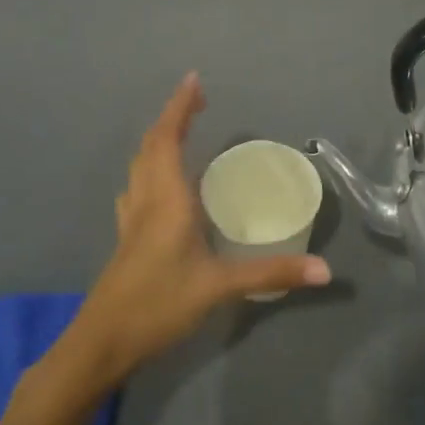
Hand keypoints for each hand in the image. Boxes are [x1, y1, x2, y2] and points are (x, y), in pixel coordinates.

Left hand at [70, 74, 330, 380]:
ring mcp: (132, 219)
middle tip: (198, 100)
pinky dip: (150, 169)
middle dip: (172, 117)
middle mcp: (146, 200)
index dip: (180, 107)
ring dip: (158, 140)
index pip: (168, 138)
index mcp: (167, 199)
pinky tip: (159, 185)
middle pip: (151, 145)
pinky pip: (137, 187)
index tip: (194, 80)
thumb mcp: (219, 288)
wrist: (100, 345)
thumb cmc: (157, 305)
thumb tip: (324, 270)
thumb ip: (271, 274)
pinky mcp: (127, 239)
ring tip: (180, 132)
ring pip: (140, 165)